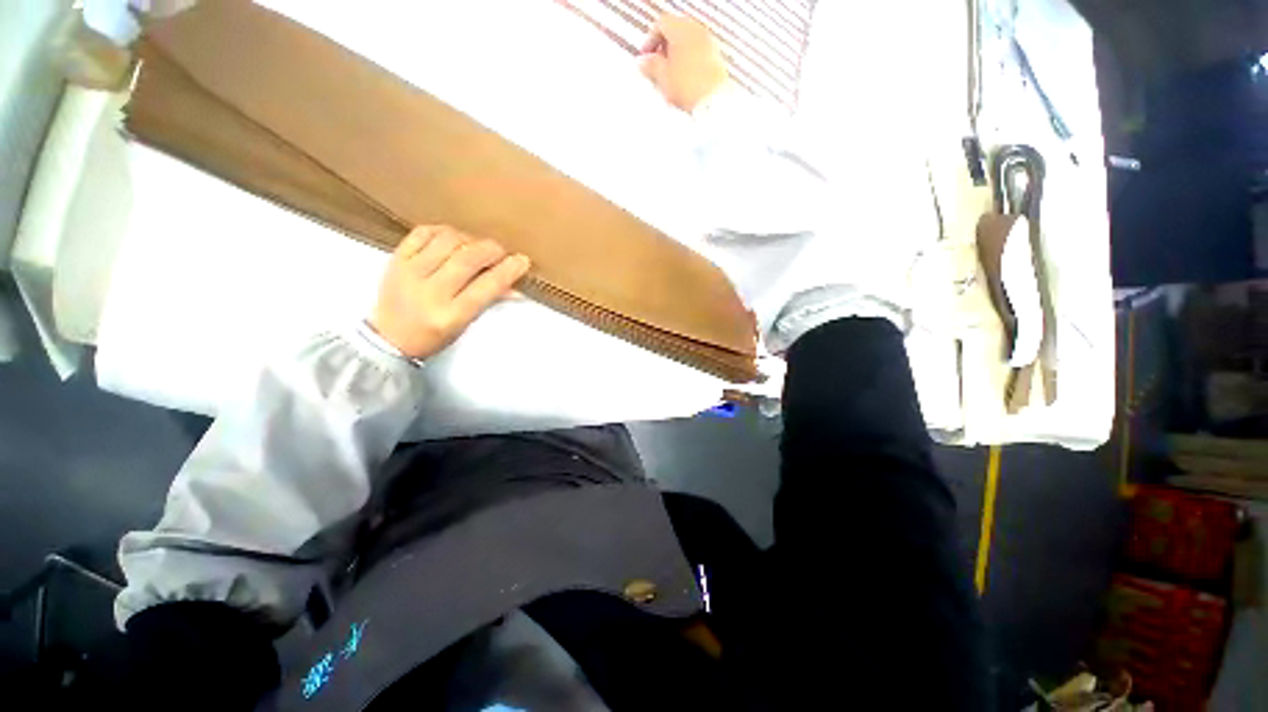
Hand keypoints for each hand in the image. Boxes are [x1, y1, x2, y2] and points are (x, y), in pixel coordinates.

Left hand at [369, 226, 529, 359]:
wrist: (388, 337)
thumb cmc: (434, 336)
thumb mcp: (464, 325)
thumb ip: (488, 302)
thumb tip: (515, 286)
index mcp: (450, 315)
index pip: (486, 287)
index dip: (508, 271)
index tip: (522, 260)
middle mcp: (430, 292)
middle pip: (467, 258)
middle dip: (491, 250)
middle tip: (501, 252)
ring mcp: (409, 272)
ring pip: (447, 241)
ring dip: (469, 239)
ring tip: (476, 246)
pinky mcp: (396, 259)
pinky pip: (423, 233)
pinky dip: (443, 231)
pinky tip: (452, 238)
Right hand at [638, 14, 727, 112]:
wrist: (712, 100)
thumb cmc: (688, 86)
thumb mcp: (662, 77)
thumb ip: (651, 65)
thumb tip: (645, 62)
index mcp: (680, 28)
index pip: (661, 24)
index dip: (650, 41)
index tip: (646, 57)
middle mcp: (696, 29)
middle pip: (676, 30)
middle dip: (664, 46)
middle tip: (657, 64)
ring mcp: (708, 42)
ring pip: (688, 41)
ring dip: (677, 54)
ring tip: (671, 74)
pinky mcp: (716, 56)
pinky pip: (698, 52)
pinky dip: (689, 60)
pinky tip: (685, 78)